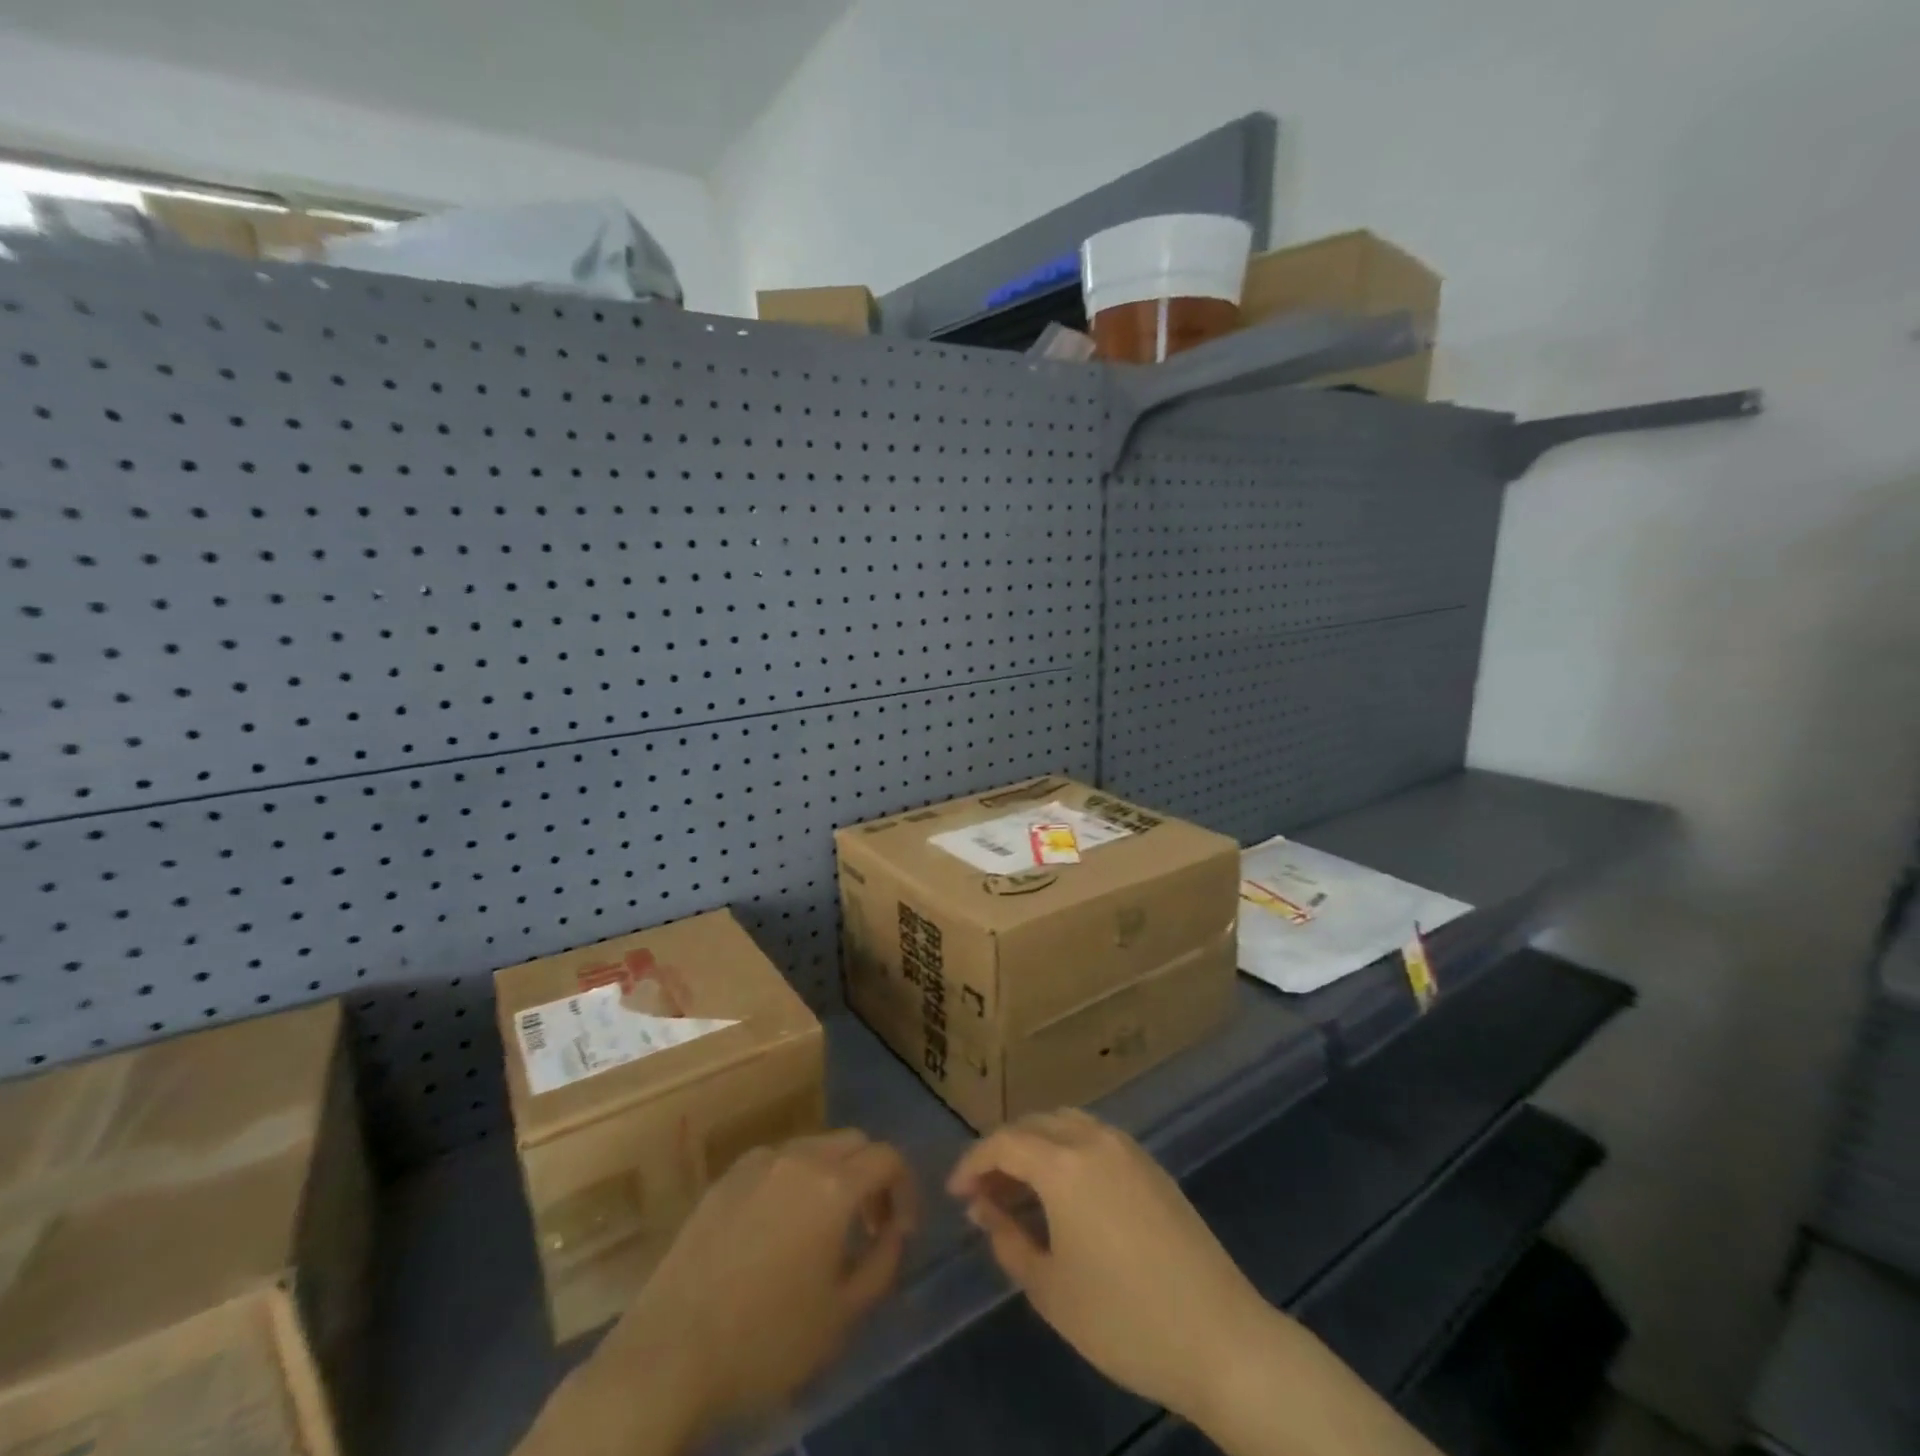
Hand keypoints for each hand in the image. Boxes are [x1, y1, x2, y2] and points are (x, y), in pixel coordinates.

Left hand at [521, 1129, 916, 1455]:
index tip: (900, 1230)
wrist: (668, 1354)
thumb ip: (884, 1263)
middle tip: (868, 1226)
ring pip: (814, 1146)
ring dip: (834, 1175)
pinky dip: (795, 1180)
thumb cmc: (765, 1340)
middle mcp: (798, 1156)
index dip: (904, 1189)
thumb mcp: (842, 1316)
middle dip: (871, 1176)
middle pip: (853, 1142)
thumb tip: (896, 1230)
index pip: (888, 1157)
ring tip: (825, 1228)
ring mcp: (757, 1162)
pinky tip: (779, 1228)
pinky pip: (776, 1162)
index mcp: (832, 1184)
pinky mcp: (724, 1178)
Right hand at [947, 1109, 1274, 1424]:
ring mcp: (1127, 1148)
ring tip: (1020, 1190)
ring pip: (1066, 1123)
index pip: (1004, 1143)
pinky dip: (1067, 1150)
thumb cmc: (1123, 1320)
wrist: (1220, 1337)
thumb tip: (985, 1209)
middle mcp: (1093, 1139)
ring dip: (1036, 1145)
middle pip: (1034, 1124)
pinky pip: (1095, 1137)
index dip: (972, 1163)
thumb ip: (1009, 1241)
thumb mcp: (1050, 1289)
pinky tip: (1065, 1193)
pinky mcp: (1151, 1165)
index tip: (956, 1193)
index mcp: (1063, 1164)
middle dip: (1003, 1151)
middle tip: (984, 1193)